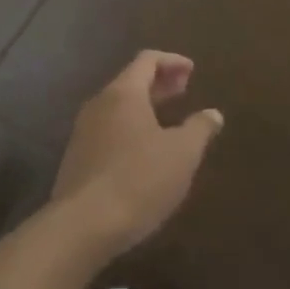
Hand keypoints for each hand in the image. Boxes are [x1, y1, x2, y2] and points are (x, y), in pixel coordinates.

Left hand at [52, 51, 222, 259]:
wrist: (81, 228)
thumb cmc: (138, 180)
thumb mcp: (182, 154)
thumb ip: (200, 128)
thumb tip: (213, 114)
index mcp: (124, 93)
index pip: (147, 60)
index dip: (172, 61)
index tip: (192, 70)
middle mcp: (100, 104)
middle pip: (131, 81)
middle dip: (160, 83)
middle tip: (184, 89)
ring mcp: (83, 132)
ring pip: (118, 107)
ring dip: (144, 107)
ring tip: (168, 120)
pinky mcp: (76, 160)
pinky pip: (108, 130)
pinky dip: (130, 128)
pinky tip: (144, 151)